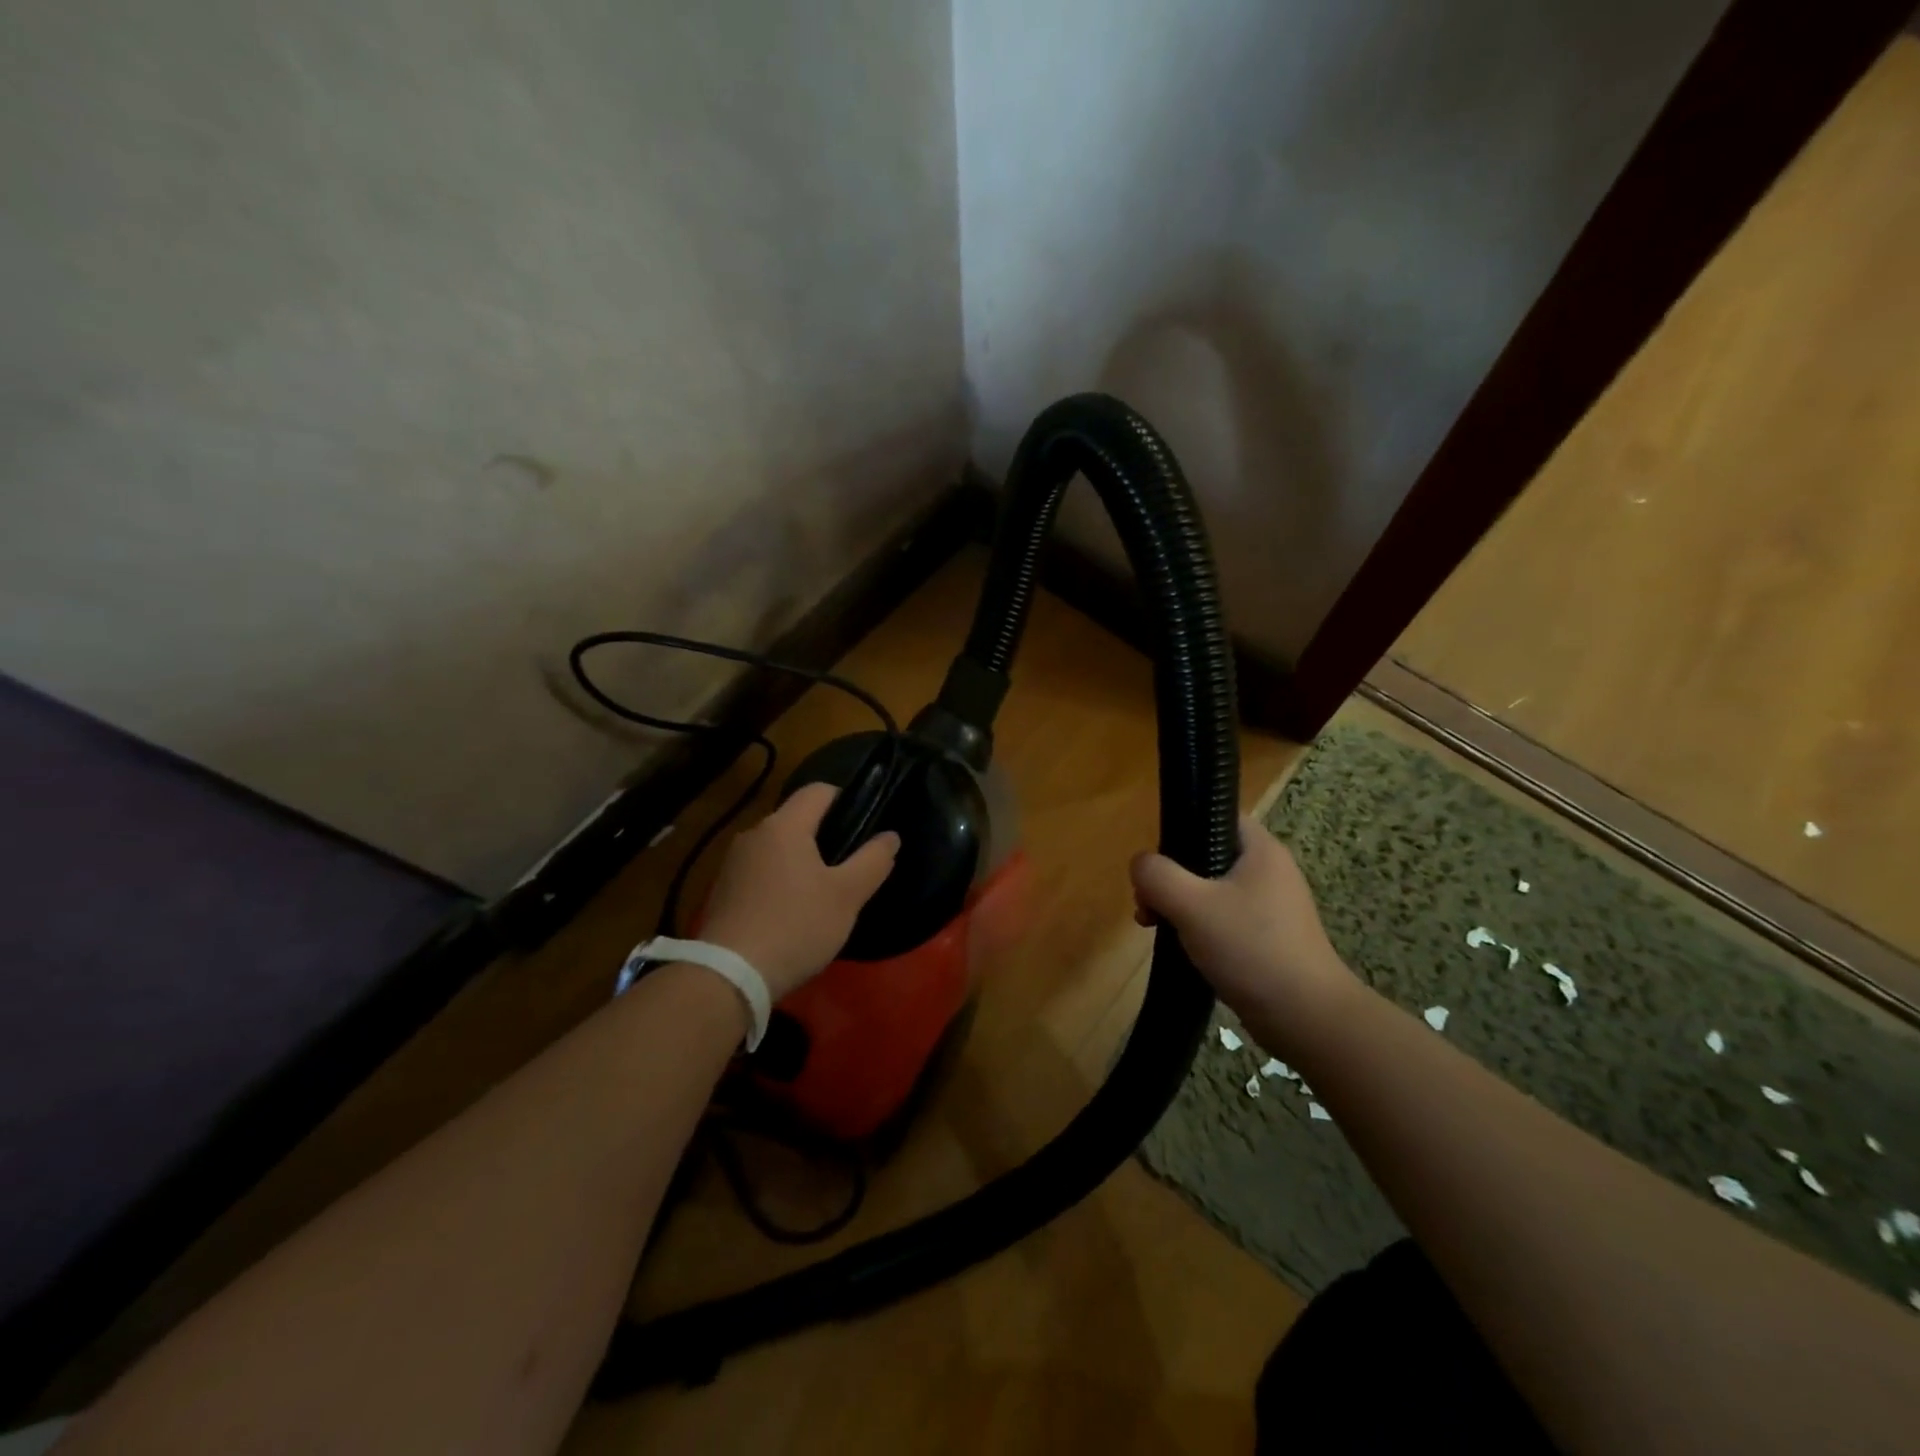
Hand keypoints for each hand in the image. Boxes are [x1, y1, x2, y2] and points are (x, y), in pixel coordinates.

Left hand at [700, 782, 899, 999]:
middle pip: (797, 819)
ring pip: (778, 848)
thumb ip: (873, 860)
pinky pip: (760, 872)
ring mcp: (733, 863)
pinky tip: (792, 913)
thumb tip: (890, 836)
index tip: (865, 826)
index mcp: (784, 825)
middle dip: (825, 835)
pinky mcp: (722, 891)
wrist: (729, 976)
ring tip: (823, 893)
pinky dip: (780, 882)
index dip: (846, 799)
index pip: (819, 790)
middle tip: (850, 866)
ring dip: (801, 861)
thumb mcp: (847, 896)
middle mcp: (754, 834)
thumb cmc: (796, 926)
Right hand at [1130, 815, 1355, 1047]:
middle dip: (1171, 876)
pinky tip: (1180, 947)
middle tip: (1147, 902)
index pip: (1216, 815)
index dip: (1182, 826)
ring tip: (1154, 926)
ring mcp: (1270, 907)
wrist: (1306, 1017)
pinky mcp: (1267, 938)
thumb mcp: (1193, 905)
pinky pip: (1222, 919)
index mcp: (1260, 850)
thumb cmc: (1251, 948)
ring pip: (1210, 890)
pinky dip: (1197, 927)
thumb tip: (1140, 864)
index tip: (1157, 858)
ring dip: (1178, 904)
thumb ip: (1158, 876)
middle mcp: (1268, 871)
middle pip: (1206, 855)